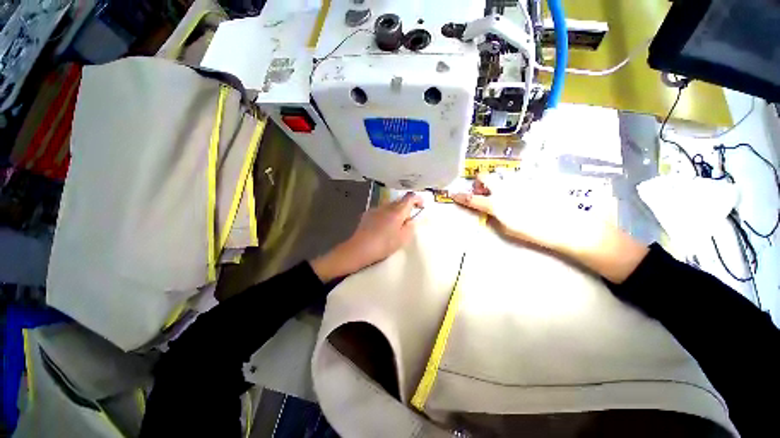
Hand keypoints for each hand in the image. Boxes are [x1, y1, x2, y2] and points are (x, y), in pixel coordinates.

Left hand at [311, 192, 423, 281]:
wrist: (360, 248)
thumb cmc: (384, 245)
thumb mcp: (402, 239)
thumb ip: (410, 227)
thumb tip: (410, 220)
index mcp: (397, 212)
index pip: (410, 198)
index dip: (417, 199)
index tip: (421, 206)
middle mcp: (387, 207)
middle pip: (400, 201)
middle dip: (406, 207)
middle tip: (408, 219)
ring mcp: (376, 209)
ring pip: (390, 205)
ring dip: (396, 210)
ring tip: (395, 224)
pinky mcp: (368, 214)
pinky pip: (381, 210)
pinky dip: (386, 214)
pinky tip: (383, 225)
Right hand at [451, 173, 580, 251]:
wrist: (562, 225)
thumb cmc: (532, 232)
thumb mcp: (506, 229)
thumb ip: (494, 216)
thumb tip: (488, 209)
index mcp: (495, 204)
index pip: (472, 199)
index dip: (461, 197)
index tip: (454, 194)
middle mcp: (503, 188)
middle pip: (484, 176)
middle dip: (480, 181)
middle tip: (484, 189)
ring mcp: (518, 181)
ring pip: (501, 170)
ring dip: (497, 176)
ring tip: (503, 185)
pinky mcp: (533, 177)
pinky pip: (521, 171)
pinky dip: (515, 176)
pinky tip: (521, 183)